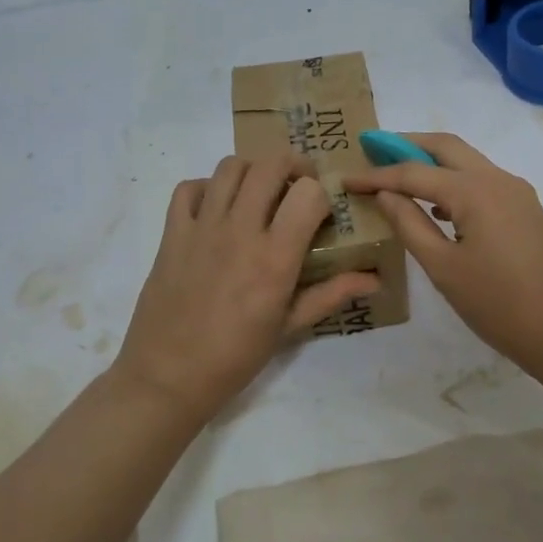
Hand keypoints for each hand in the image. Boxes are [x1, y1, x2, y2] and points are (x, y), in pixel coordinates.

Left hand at [112, 155, 379, 420]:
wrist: (167, 376)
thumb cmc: (235, 356)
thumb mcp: (289, 327)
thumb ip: (332, 294)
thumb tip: (375, 280)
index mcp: (274, 257)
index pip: (308, 193)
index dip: (321, 194)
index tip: (322, 212)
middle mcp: (239, 231)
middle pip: (269, 165)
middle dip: (293, 165)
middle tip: (298, 184)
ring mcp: (201, 227)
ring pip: (230, 167)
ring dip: (252, 171)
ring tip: (259, 192)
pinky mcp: (172, 232)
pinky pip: (188, 188)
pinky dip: (207, 187)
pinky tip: (217, 208)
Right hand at [348, 133, 542, 376]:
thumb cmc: (499, 304)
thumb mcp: (444, 268)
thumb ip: (411, 224)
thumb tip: (387, 194)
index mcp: (474, 191)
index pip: (414, 172)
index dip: (377, 175)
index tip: (346, 180)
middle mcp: (497, 179)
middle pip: (446, 146)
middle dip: (407, 144)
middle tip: (372, 149)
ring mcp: (517, 192)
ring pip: (467, 161)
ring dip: (432, 161)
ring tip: (397, 176)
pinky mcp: (525, 209)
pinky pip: (482, 181)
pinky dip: (453, 181)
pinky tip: (436, 206)